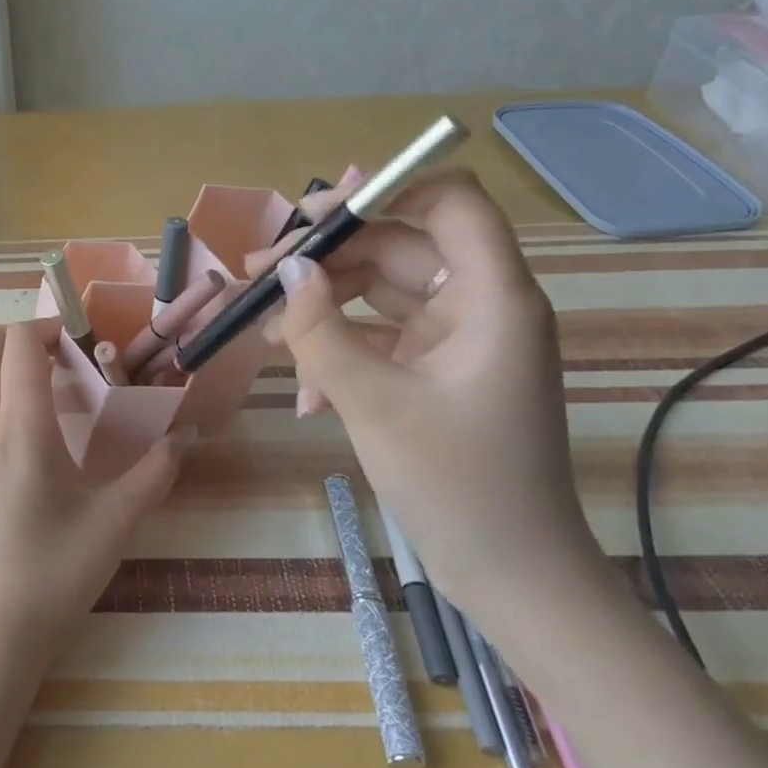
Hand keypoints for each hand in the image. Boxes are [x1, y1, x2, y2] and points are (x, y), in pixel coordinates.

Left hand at [0, 322, 192, 663]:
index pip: (19, 343)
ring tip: (47, 397)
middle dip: (22, 339)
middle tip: (64, 360)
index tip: (81, 340)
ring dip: (4, 369)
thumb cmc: (55, 572)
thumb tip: (187, 434)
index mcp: (21, 426)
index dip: (48, 326)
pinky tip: (23, 440)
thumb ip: (156, 471)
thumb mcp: (116, 521)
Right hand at [244, 171, 601, 612]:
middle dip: (326, 257)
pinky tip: (303, 391)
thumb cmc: (456, 486)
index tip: (315, 215)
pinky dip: (340, 350)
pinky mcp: (437, 370)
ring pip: (381, 291)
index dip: (386, 191)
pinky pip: (381, 336)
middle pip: (398, 246)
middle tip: (257, 272)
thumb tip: (286, 270)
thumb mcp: (371, 402)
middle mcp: (479, 305)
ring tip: (263, 331)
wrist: (510, 576)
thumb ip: (320, 329)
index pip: (449, 203)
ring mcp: (457, 339)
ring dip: (322, 306)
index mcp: (491, 297)